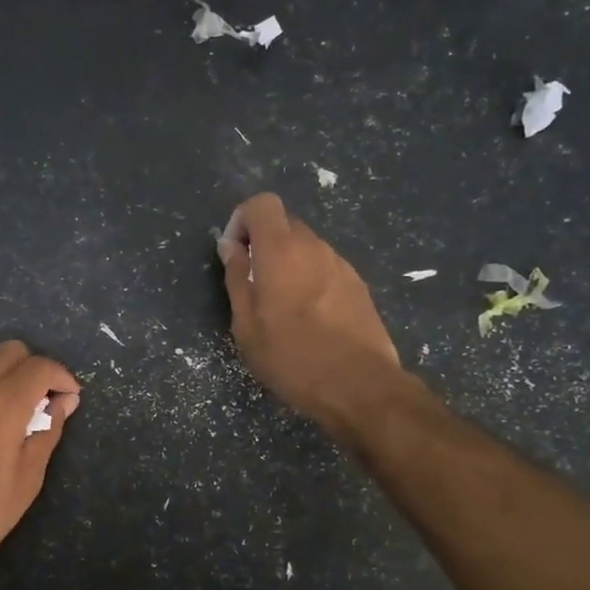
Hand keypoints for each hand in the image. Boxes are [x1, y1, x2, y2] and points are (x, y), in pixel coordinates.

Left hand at [0, 340, 79, 589]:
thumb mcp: (29, 477)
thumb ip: (49, 431)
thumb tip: (63, 402)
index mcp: (2, 404)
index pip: (39, 367)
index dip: (61, 377)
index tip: (70, 398)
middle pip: (9, 351)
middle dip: (34, 368)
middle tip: (44, 401)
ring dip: (6, 375)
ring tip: (16, 412)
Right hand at [218, 192, 401, 431]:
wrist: (359, 386)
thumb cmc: (292, 358)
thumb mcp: (246, 325)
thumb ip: (236, 278)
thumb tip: (230, 246)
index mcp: (281, 251)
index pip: (262, 203)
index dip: (243, 220)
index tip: (235, 253)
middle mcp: (314, 247)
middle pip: (285, 224)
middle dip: (264, 244)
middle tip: (253, 284)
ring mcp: (341, 265)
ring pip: (307, 248)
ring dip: (289, 265)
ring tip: (282, 308)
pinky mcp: (359, 286)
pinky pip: (325, 269)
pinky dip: (311, 280)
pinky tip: (310, 320)